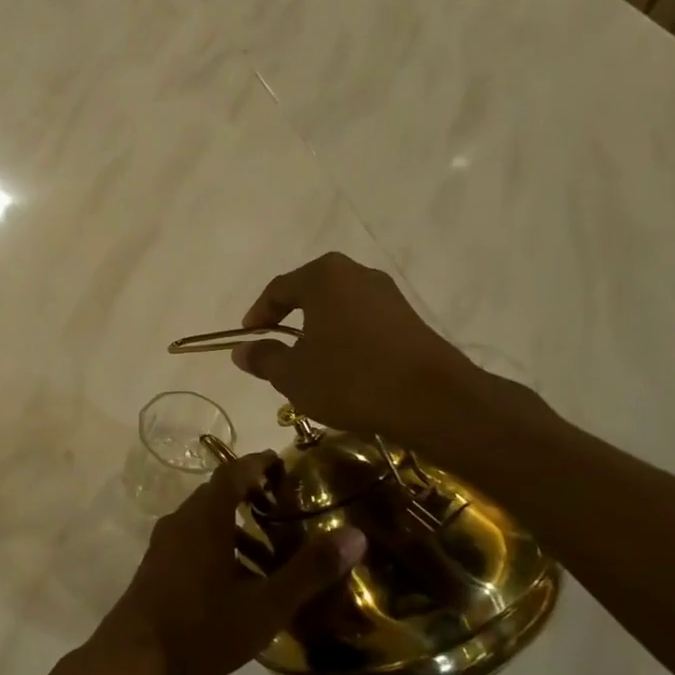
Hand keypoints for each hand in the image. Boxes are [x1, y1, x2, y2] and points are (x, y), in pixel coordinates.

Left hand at [90, 452, 366, 674]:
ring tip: (274, 554)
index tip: (286, 467)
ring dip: (237, 527)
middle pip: (218, 494)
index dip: (260, 464)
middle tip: (289, 511)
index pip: (233, 472)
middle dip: (252, 496)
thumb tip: (355, 535)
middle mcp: (180, 521)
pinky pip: (193, 541)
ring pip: (205, 521)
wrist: (136, 659)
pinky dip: (220, 546)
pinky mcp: (157, 566)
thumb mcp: (265, 604)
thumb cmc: (203, 627)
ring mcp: (164, 544)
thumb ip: (309, 570)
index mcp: (204, 518)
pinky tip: (240, 581)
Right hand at [231, 252, 481, 445]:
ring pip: (339, 307)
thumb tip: (242, 350)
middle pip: (310, 292)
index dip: (258, 315)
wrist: (432, 400)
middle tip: (277, 347)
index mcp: (323, 277)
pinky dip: (346, 338)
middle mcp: (356, 274)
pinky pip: (363, 321)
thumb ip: (263, 358)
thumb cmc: (350, 378)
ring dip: (320, 330)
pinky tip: (344, 368)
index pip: (278, 289)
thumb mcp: (292, 375)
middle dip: (290, 319)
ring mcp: (388, 294)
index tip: (248, 338)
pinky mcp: (409, 318)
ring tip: (309, 362)